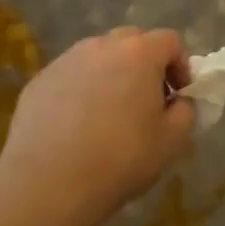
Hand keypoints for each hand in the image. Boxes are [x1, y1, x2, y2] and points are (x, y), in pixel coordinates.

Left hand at [0, 27, 194, 219]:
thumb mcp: (173, 140)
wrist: (48, 184)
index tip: (179, 95)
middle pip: (132, 41)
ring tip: (110, 113)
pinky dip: (81, 90)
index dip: (181, 65)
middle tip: (147, 99)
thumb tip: (179, 100)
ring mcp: (66, 61)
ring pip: (98, 56)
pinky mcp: (39, 81)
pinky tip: (77, 125)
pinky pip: (71, 76)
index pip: (170, 41)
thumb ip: (186, 110)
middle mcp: (101, 46)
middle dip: (145, 64)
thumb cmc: (121, 158)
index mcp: (139, 53)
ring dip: (112, 74)